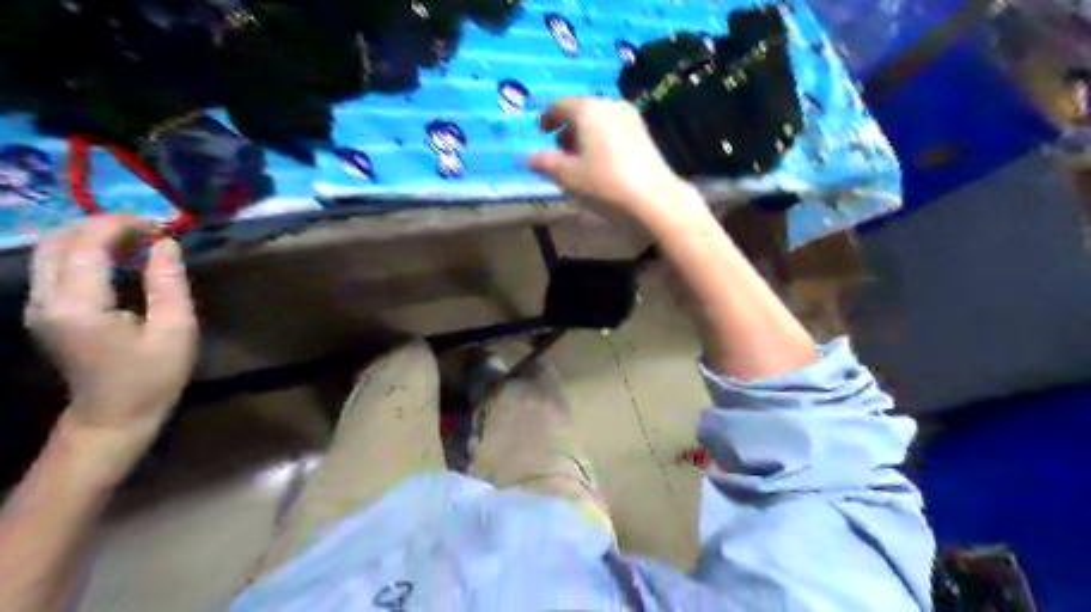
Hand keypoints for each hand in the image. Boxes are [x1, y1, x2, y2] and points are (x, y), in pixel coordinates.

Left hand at [24, 215, 197, 444]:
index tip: (161, 224)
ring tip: (136, 240)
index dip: (121, 225)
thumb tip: (166, 243)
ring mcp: (37, 306)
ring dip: (91, 236)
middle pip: (57, 241)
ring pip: (50, 250)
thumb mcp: (176, 329)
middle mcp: (45, 300)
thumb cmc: (153, 375)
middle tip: (148, 229)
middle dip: (102, 225)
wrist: (116, 415)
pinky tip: (119, 258)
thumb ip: (168, 283)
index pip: (86, 246)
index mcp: (78, 306)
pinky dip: (84, 252)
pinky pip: (54, 266)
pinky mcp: (43, 311)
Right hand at [529, 95, 707, 226]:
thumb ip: (545, 163)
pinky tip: (601, 161)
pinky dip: (601, 139)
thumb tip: (527, 157)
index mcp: (588, 110)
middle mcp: (610, 106)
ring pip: (600, 120)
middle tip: (559, 148)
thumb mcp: (567, 176)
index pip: (560, 105)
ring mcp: (630, 118)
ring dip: (585, 135)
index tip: (541, 131)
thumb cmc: (604, 183)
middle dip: (567, 128)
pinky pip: (614, 129)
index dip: (547, 118)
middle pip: (582, 111)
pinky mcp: (644, 134)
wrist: (652, 197)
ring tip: (579, 158)